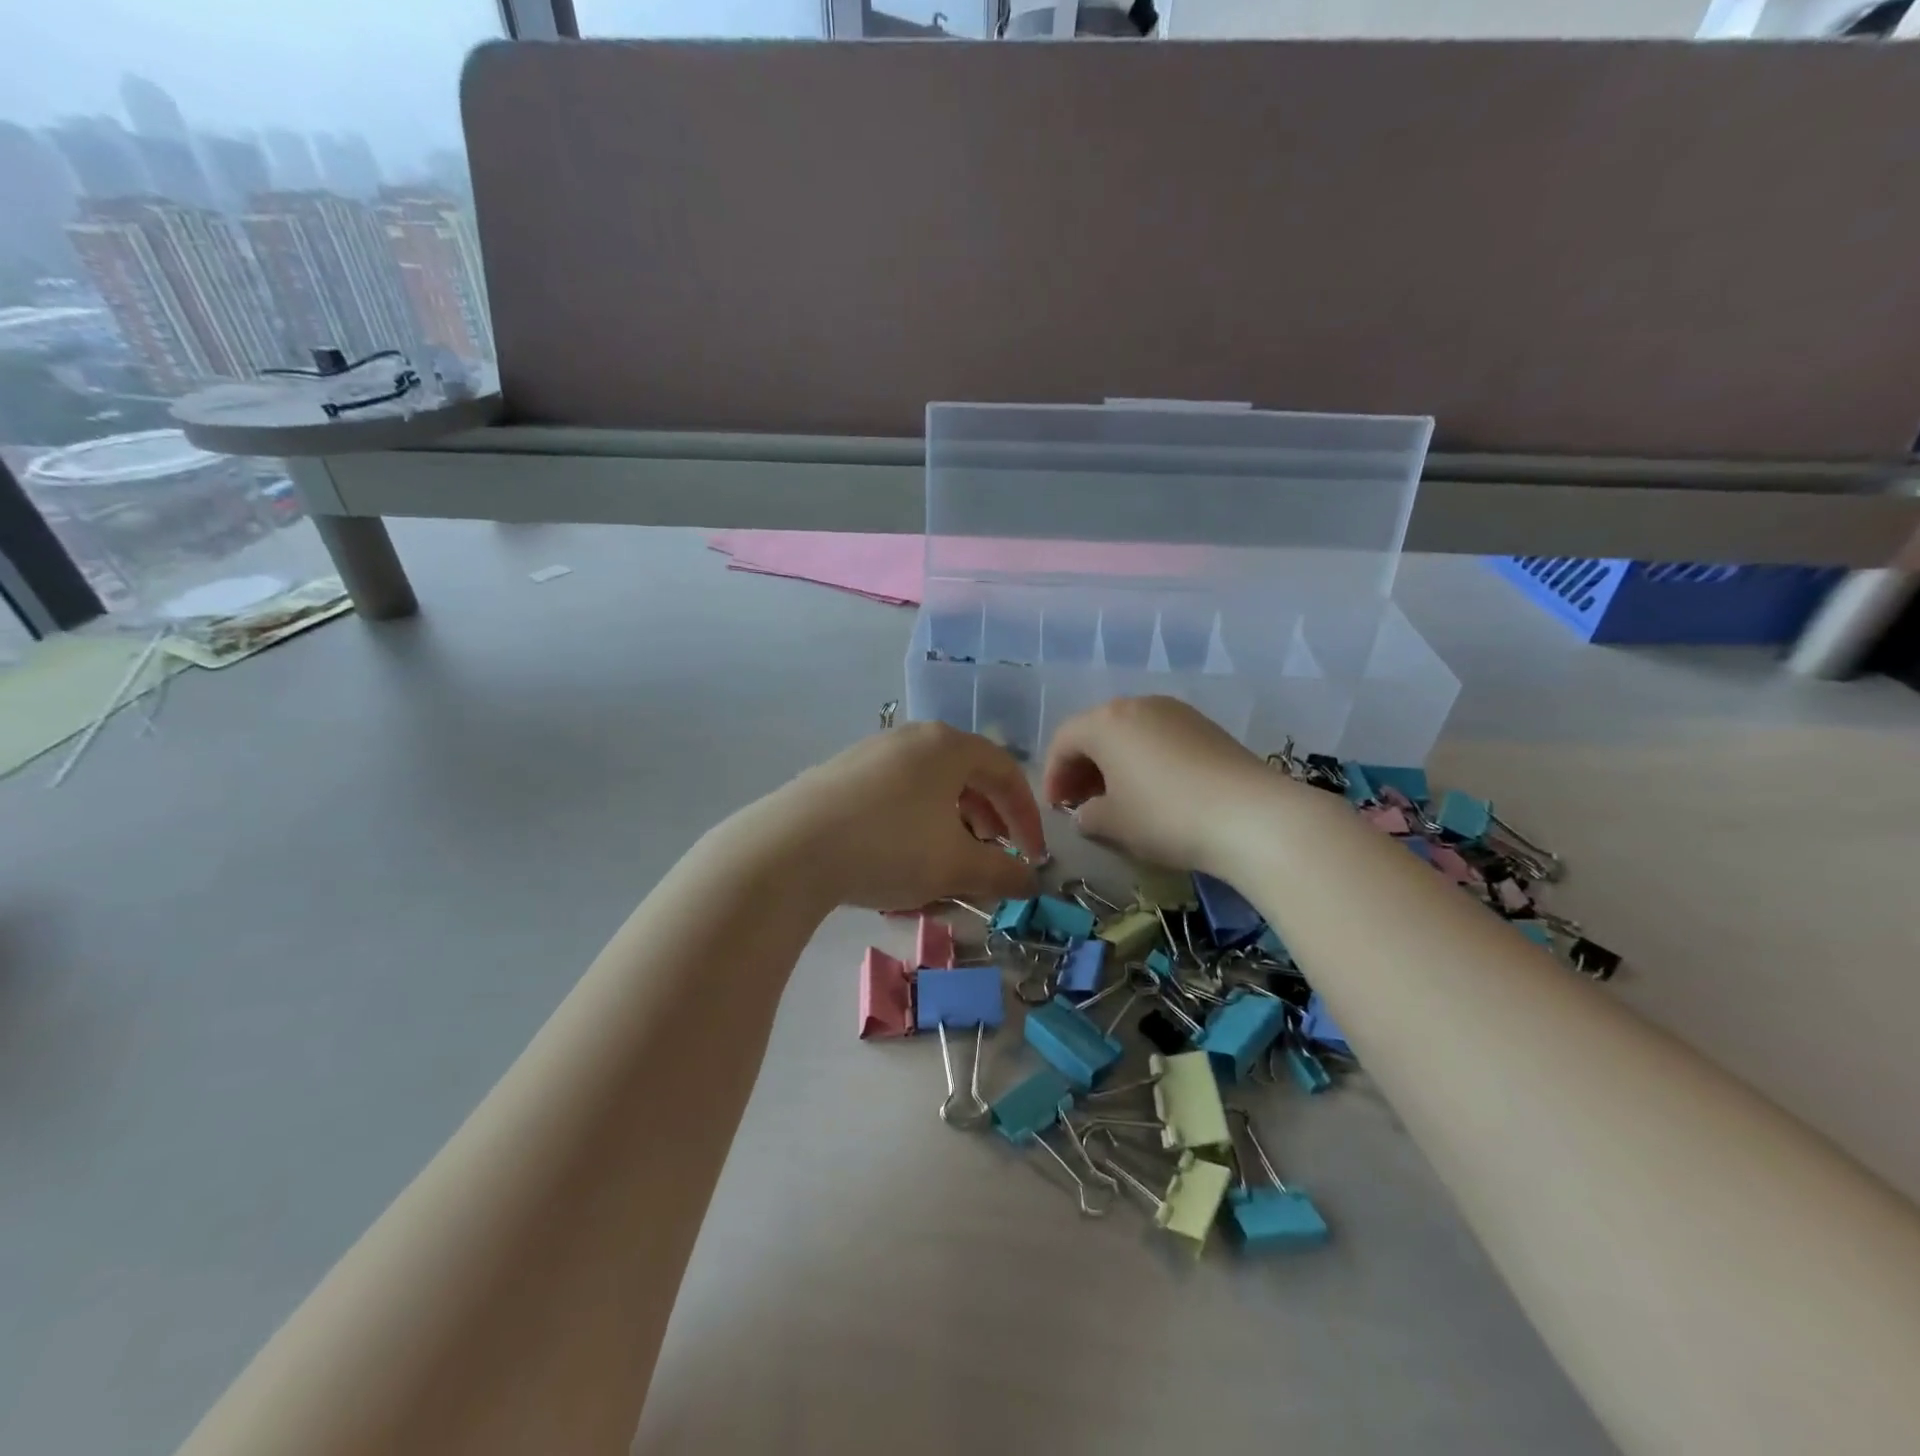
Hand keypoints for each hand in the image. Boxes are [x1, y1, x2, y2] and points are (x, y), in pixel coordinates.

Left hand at [767, 721, 1046, 910]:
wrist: (790, 848)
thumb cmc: (890, 846)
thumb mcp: (955, 866)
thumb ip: (1001, 873)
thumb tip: (1030, 882)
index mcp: (948, 746)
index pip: (1005, 772)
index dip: (1026, 816)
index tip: (1033, 855)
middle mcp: (911, 737)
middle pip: (966, 772)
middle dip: (988, 816)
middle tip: (994, 851)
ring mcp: (871, 751)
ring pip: (929, 782)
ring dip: (951, 818)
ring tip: (950, 855)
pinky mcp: (839, 772)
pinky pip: (895, 790)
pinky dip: (915, 818)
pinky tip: (902, 852)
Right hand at [1042, 696, 1280, 872]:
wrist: (1251, 816)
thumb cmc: (1166, 816)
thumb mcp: (1114, 824)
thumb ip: (1087, 815)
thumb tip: (1086, 813)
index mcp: (1106, 722)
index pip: (1064, 741)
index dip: (1053, 775)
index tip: (1056, 809)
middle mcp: (1138, 705)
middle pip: (1096, 731)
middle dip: (1082, 767)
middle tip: (1081, 803)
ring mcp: (1176, 712)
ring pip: (1130, 733)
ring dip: (1114, 763)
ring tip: (1118, 799)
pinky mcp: (1206, 726)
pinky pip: (1159, 738)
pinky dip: (1145, 760)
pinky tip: (1155, 791)